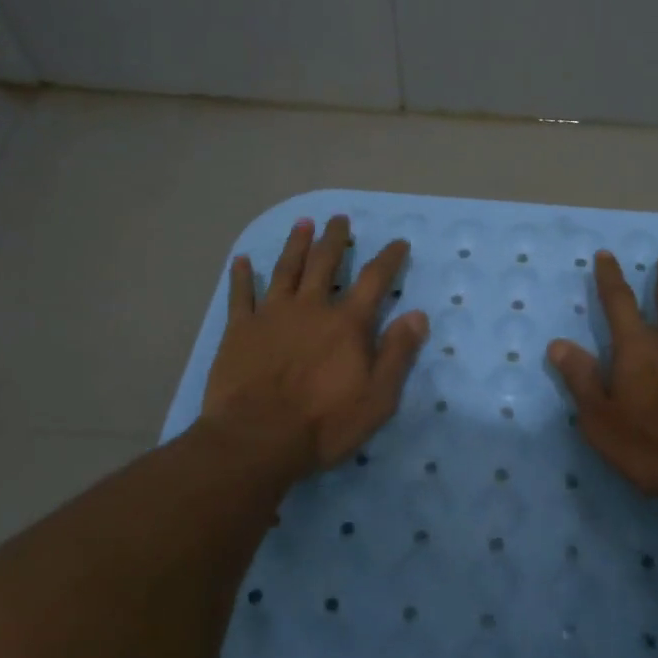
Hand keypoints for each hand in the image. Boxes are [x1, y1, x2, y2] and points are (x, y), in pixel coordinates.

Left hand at [201, 215, 428, 479]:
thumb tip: (418, 315)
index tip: (398, 242)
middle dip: (335, 239)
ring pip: (286, 269)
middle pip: (325, 263)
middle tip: (339, 219)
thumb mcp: (378, 396)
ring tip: (302, 223)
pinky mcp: (239, 330)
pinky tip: (241, 261)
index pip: (374, 280)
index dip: (389, 259)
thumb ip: (398, 353)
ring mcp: (272, 315)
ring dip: (295, 244)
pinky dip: (241, 276)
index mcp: (348, 324)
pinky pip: (241, 295)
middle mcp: (311, 308)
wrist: (257, 438)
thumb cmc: (325, 423)